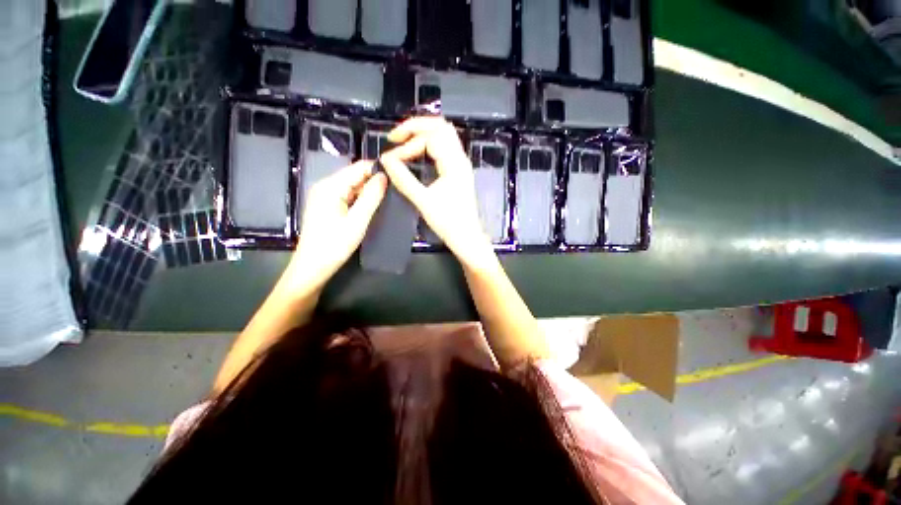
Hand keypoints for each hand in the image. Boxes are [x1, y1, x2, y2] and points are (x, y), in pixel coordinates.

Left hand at [288, 161, 386, 289]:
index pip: (358, 168)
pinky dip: (361, 199)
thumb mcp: (357, 221)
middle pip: (355, 176)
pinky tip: (373, 206)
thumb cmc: (334, 245)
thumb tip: (384, 176)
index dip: (378, 170)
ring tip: (389, 198)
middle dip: (375, 181)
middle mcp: (326, 186)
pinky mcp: (327, 206)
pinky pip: (348, 196)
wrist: (313, 267)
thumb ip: (371, 197)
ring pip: (353, 187)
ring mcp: (325, 196)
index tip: (397, 177)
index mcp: (330, 186)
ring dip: (369, 191)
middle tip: (396, 190)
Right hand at [379, 117, 493, 266]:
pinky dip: (429, 142)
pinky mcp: (459, 170)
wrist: (467, 237)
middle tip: (395, 137)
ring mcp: (461, 164)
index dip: (407, 144)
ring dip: (423, 132)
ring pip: (444, 134)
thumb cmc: (448, 223)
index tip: (391, 158)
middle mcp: (460, 158)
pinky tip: (417, 151)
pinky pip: (445, 146)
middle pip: (440, 126)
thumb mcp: (423, 202)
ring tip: (403, 141)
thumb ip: (404, 179)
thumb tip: (386, 160)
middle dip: (415, 126)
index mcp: (454, 164)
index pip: (429, 138)